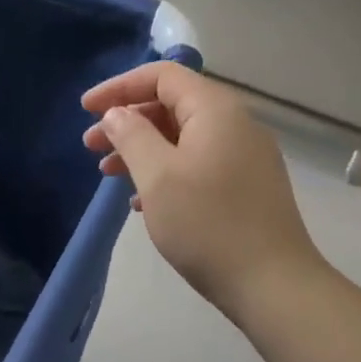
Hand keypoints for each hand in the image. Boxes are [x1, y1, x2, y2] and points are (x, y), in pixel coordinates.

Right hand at [83, 62, 323, 316]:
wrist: (274, 286)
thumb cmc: (208, 224)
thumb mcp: (158, 176)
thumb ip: (131, 135)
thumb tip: (117, 113)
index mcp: (215, 109)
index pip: (162, 76)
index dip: (119, 86)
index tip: (86, 109)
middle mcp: (235, 123)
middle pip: (172, 104)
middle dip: (128, 121)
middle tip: (91, 146)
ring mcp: (246, 155)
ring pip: (184, 136)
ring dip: (143, 149)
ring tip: (109, 174)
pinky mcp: (248, 185)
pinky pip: (199, 162)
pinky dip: (166, 170)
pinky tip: (142, 201)